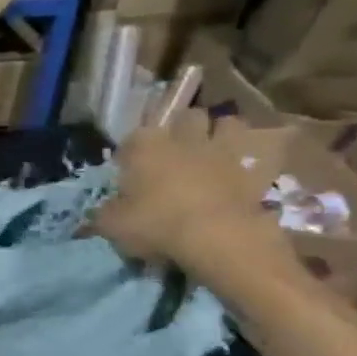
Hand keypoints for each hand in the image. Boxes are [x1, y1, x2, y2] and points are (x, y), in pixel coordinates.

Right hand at [93, 109, 295, 283]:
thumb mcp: (113, 227)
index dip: (131, 153)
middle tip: (177, 152)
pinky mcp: (256, 168)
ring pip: (228, 123)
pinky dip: (261, 152)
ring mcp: (224, 149)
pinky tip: (252, 165)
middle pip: (186, 117)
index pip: (134, 137)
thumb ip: (101, 216)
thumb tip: (91, 217)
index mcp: (145, 146)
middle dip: (183, 129)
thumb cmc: (157, 225)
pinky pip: (265, 150)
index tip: (129, 171)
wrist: (218, 238)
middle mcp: (184, 138)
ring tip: (216, 152)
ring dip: (222, 133)